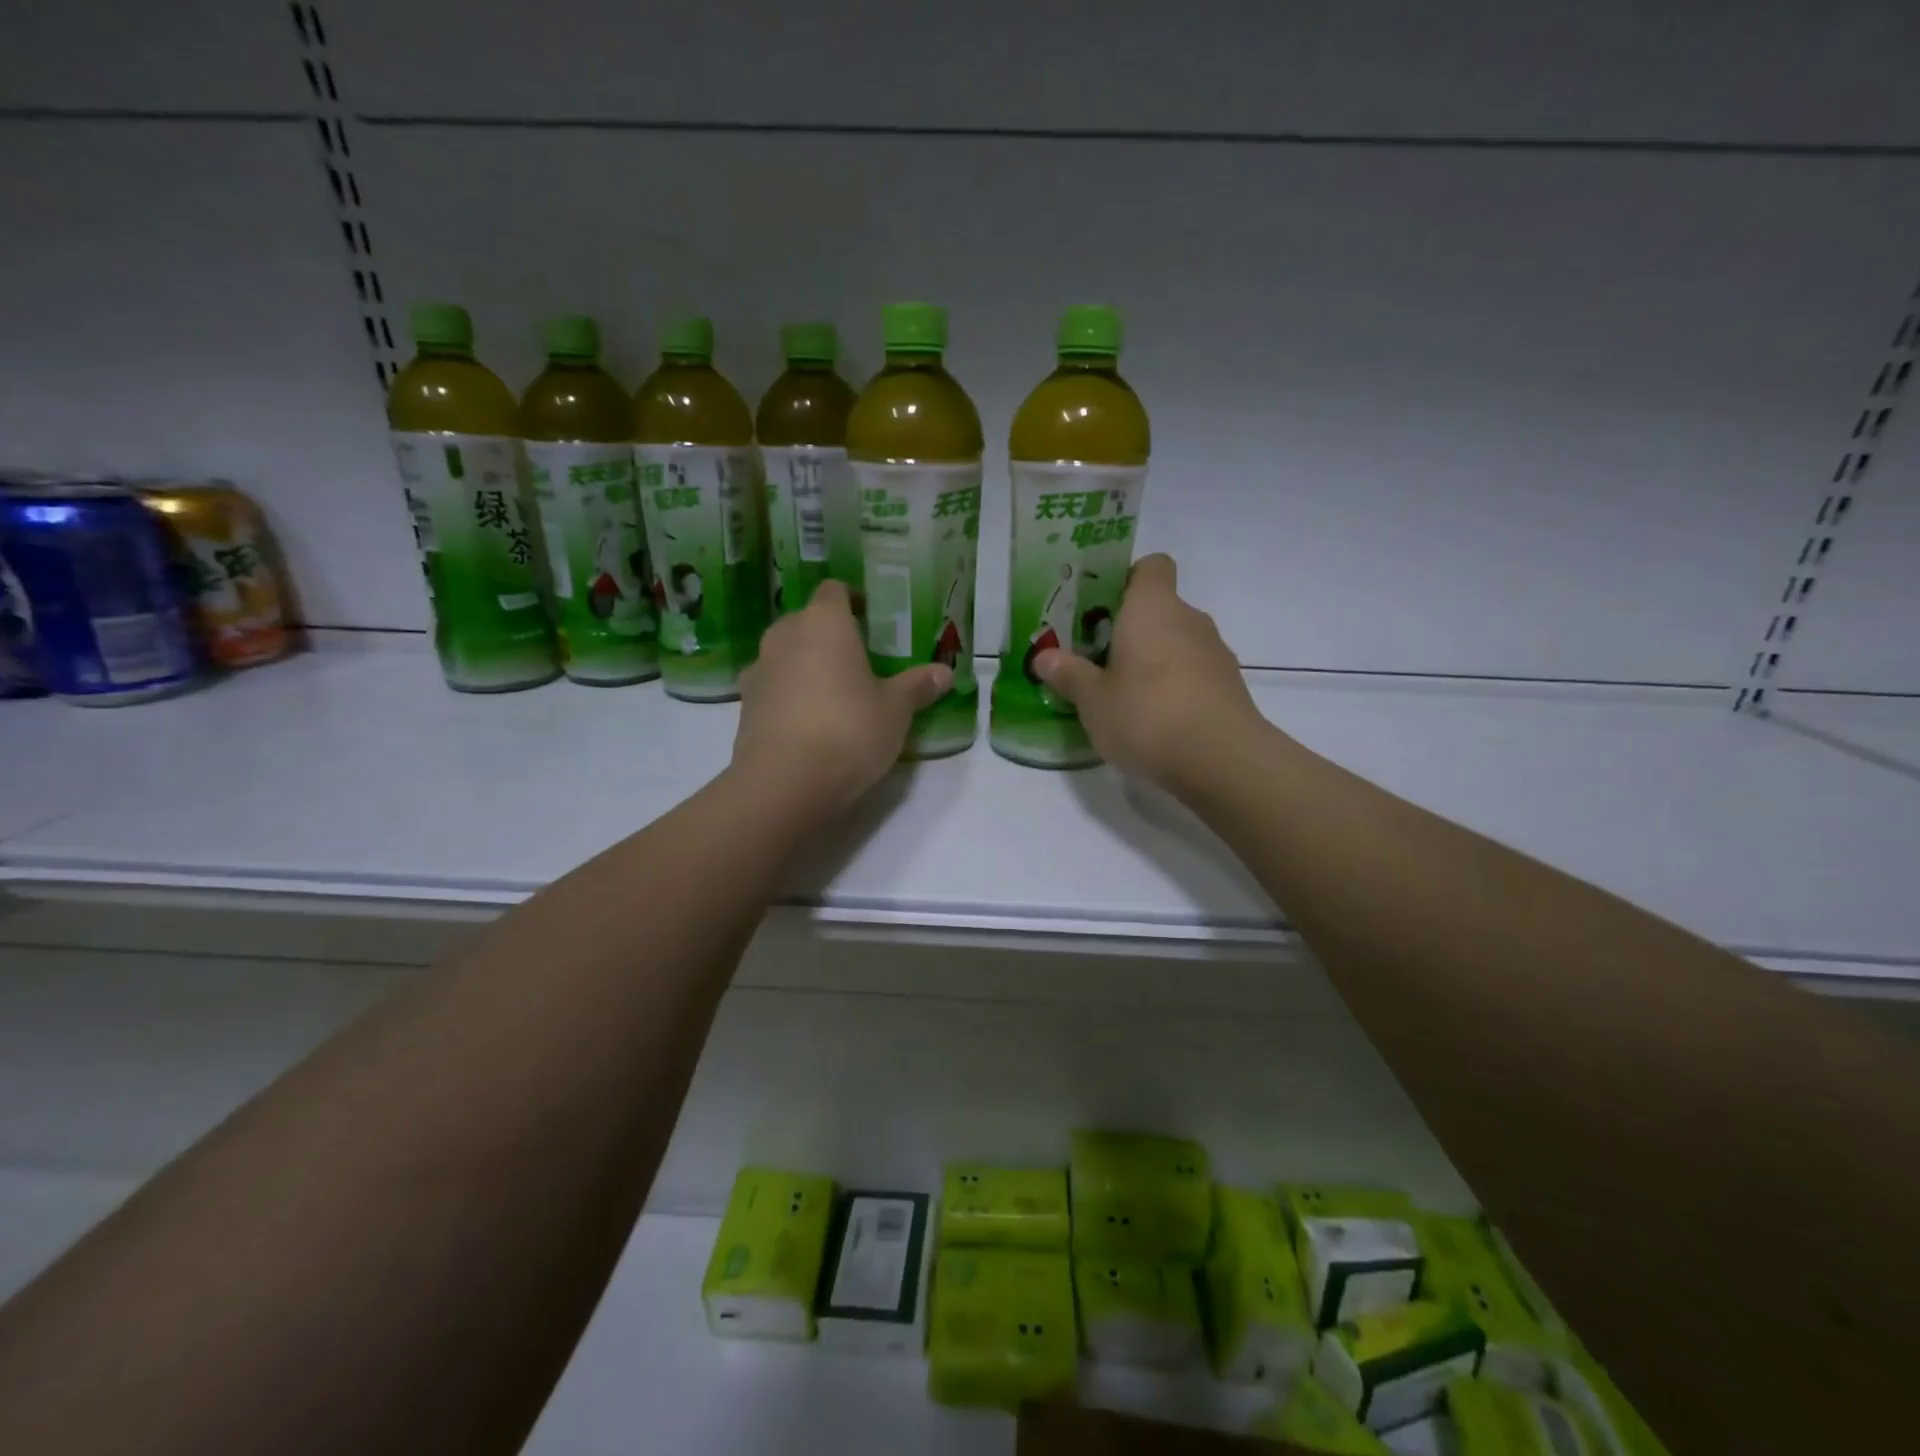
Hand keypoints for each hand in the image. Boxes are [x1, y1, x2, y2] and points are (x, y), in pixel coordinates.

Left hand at [733, 581, 951, 808]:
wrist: (786, 782)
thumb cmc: (849, 730)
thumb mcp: (895, 710)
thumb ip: (917, 686)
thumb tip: (944, 672)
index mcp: (824, 623)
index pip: (834, 591)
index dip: (853, 599)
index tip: (872, 617)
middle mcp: (785, 636)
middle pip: (806, 621)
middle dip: (830, 634)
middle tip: (859, 658)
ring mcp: (759, 670)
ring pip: (785, 653)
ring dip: (806, 664)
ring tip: (834, 691)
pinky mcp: (745, 706)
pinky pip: (773, 686)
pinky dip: (789, 694)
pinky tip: (809, 720)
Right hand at [1033, 554, 1265, 790]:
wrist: (1221, 760)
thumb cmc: (1146, 714)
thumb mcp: (1093, 700)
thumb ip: (1069, 674)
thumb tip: (1043, 657)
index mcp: (1152, 608)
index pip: (1151, 566)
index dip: (1128, 579)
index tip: (1103, 608)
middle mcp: (1189, 619)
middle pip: (1160, 608)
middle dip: (1131, 630)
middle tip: (1098, 660)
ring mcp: (1215, 652)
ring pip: (1178, 642)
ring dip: (1154, 660)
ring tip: (1125, 696)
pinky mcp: (1230, 686)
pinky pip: (1194, 673)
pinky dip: (1176, 686)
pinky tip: (1157, 720)